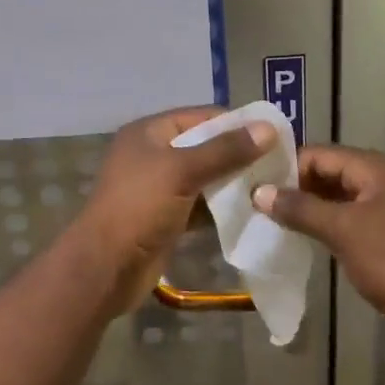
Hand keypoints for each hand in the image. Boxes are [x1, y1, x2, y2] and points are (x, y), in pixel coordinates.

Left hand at [75, 107, 276, 310]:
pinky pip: (201, 204)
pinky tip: (251, 212)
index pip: (201, 116)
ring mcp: (159, 188)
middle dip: (239, 155)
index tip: (275, 135)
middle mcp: (154, 154)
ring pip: (205, 177)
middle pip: (205, 146)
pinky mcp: (167, 217)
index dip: (237, 123)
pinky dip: (222, 208)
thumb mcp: (182, 171)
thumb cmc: (139, 208)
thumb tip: (268, 128)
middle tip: (279, 164)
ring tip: (271, 187)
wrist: (105, 268)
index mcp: (150, 133)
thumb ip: (225, 150)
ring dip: (234, 183)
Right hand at [251, 145, 384, 336]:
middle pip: (330, 171)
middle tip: (258, 200)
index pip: (321, 154)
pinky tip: (302, 233)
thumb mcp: (342, 230)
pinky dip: (326, 221)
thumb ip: (300, 208)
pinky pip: (349, 215)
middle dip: (296, 185)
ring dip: (309, 204)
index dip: (288, 166)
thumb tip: (258, 192)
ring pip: (339, 195)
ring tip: (272, 216)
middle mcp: (384, 178)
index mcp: (377, 167)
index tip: (255, 182)